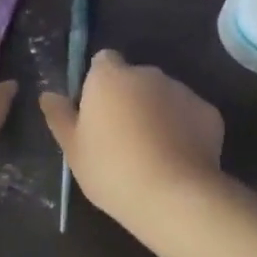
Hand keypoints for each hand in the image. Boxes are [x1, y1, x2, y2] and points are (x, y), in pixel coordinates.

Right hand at [39, 50, 224, 224]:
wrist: (173, 195)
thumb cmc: (111, 169)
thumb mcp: (73, 149)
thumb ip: (60, 116)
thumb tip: (48, 95)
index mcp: (110, 77)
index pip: (103, 61)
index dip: (100, 84)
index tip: (98, 112)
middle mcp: (147, 74)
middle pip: (135, 79)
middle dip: (131, 99)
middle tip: (123, 138)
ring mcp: (181, 90)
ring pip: (164, 96)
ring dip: (158, 113)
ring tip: (153, 153)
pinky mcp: (208, 111)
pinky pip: (190, 115)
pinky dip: (185, 129)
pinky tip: (179, 159)